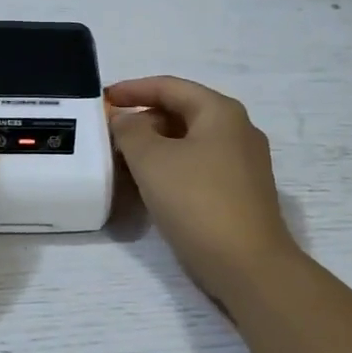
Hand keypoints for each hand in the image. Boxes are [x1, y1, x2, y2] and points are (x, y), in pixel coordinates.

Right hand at [107, 77, 299, 304]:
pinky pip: (199, 167)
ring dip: (155, 147)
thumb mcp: (152, 160)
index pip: (170, 87)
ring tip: (123, 162)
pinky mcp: (242, 193)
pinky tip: (151, 187)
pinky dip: (172, 168)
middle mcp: (238, 131)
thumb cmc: (197, 202)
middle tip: (110, 136)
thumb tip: (126, 120)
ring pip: (190, 143)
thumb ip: (131, 131)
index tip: (104, 99)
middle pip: (182, 113)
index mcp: (221, 112)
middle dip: (144, 121)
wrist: (248, 265)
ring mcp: (244, 164)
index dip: (134, 89)